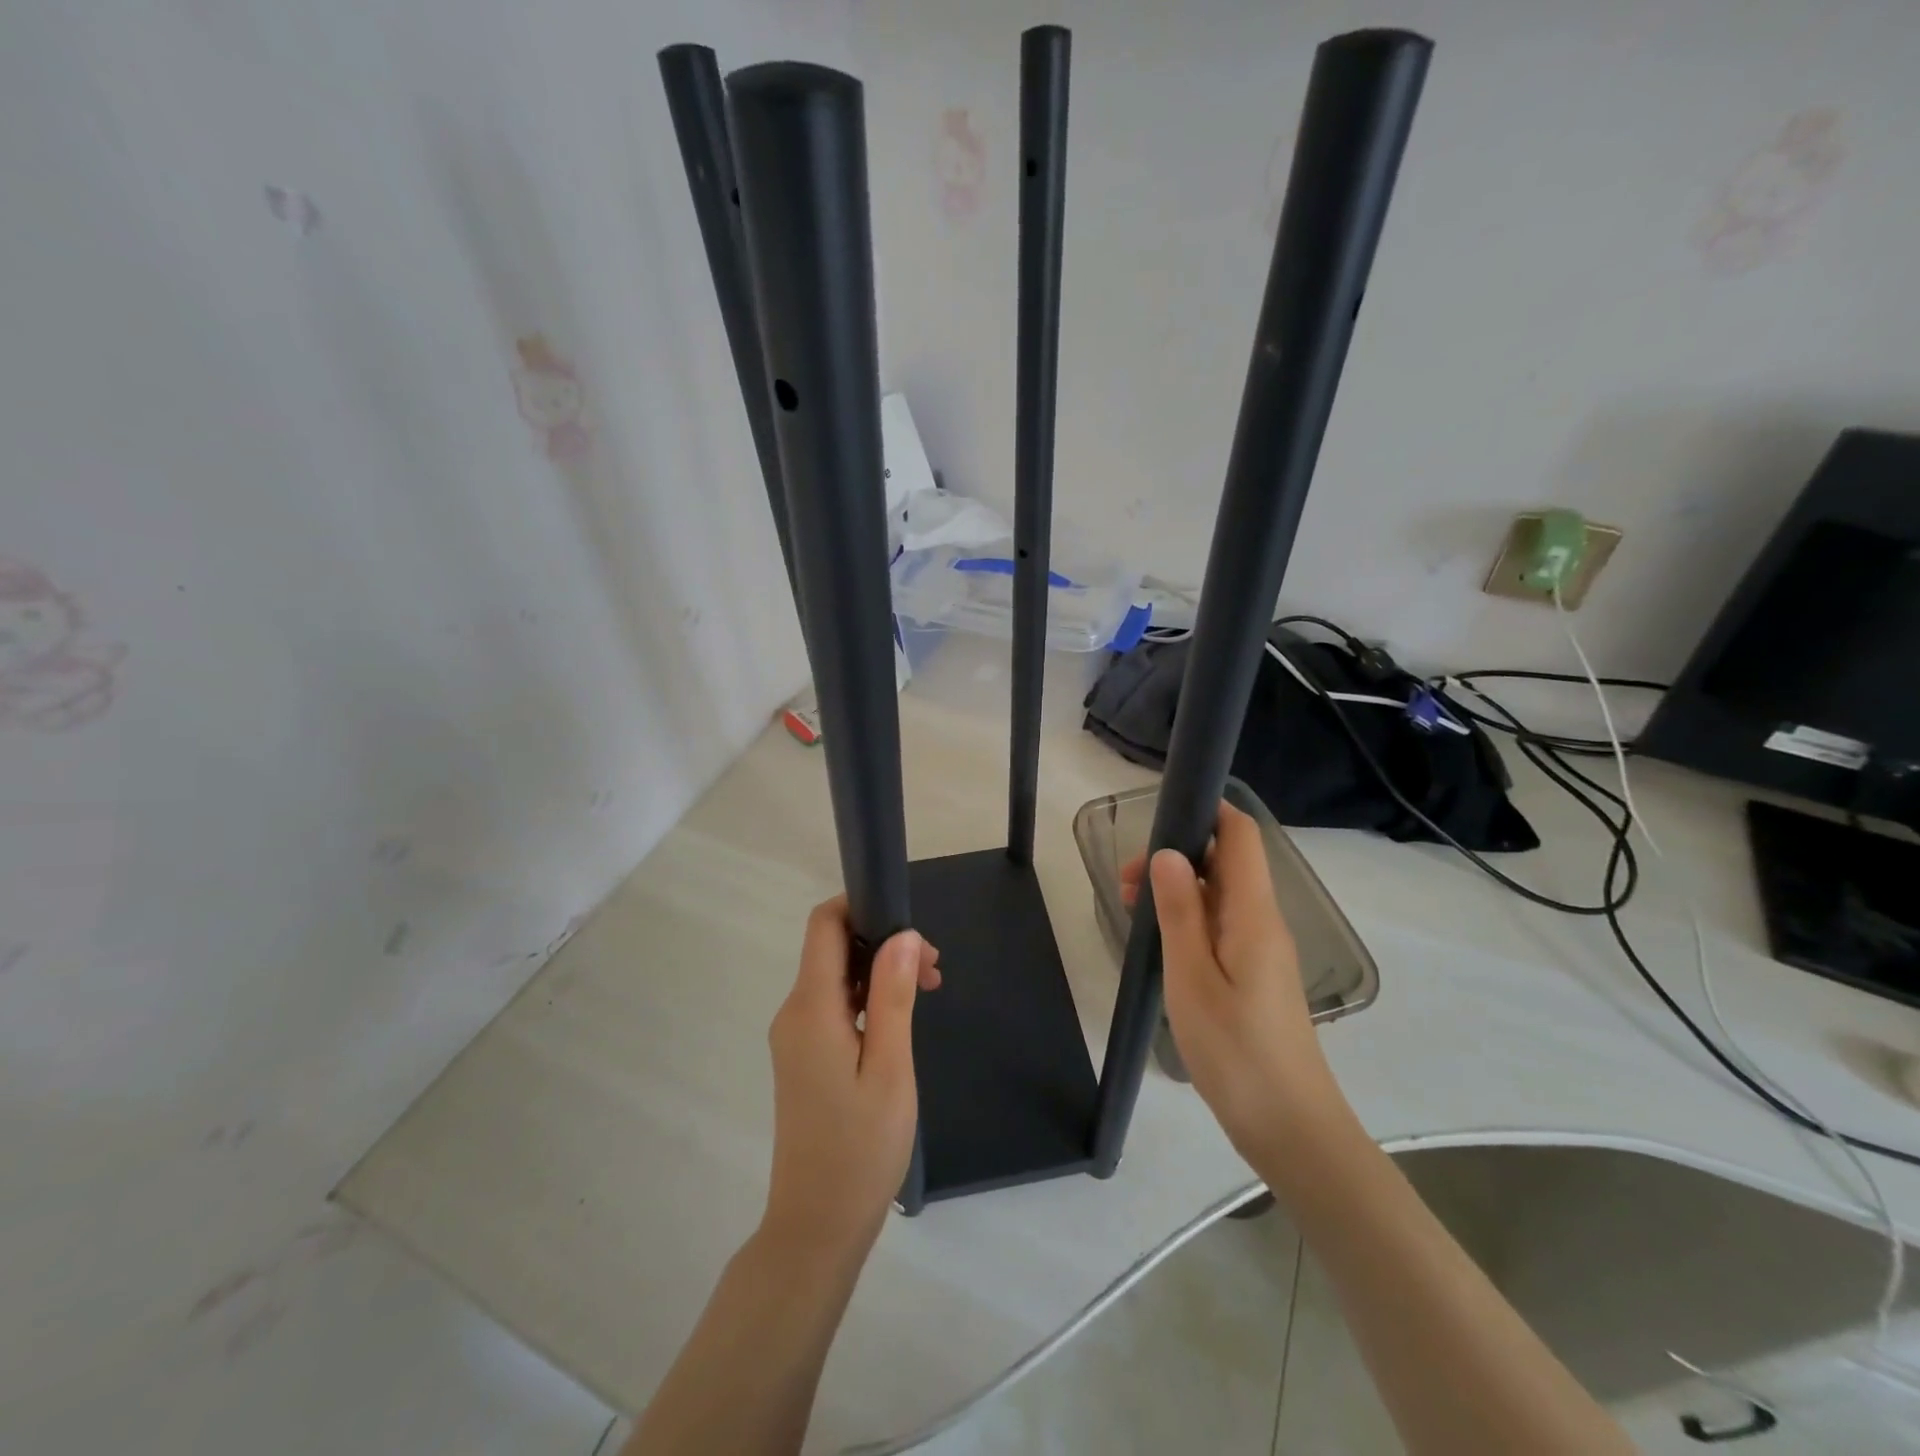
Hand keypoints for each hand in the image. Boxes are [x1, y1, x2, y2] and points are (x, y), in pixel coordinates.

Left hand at [762, 898, 940, 1263]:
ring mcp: (795, 1037)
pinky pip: (833, 1006)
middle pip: (833, 948)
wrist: (816, 1227)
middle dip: (882, 943)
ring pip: (836, 977)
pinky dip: (868, 999)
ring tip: (928, 991)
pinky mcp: (803, 1057)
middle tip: (934, 970)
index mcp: (810, 1008)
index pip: (824, 925)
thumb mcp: (889, 1067)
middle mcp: (794, 1013)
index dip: (861, 905)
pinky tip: (900, 1020)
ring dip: (879, 972)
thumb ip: (893, 995)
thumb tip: (903, 934)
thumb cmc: (860, 1147)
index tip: (908, 921)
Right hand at [1121, 801, 1341, 1161]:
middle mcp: (1263, 922)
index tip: (1159, 816)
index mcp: (1254, 914)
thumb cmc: (1236, 1052)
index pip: (1241, 836)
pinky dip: (1188, 919)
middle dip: (1176, 856)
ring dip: (1177, 890)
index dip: (1208, 812)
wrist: (1291, 1129)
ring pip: (1219, 895)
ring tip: (1131, 908)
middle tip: (1125, 882)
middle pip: (1225, 863)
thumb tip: (1168, 853)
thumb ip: (1180, 912)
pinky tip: (1159, 940)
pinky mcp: (1255, 975)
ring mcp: (1261, 950)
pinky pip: (1220, 926)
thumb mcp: (1192, 979)